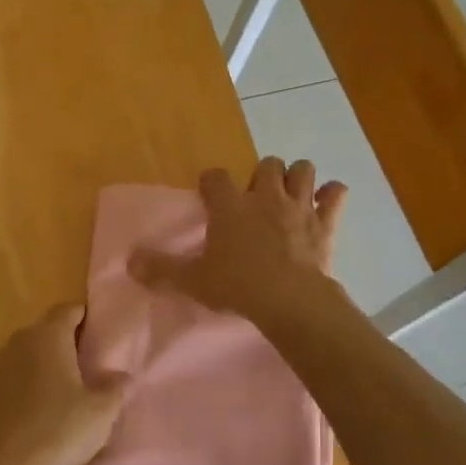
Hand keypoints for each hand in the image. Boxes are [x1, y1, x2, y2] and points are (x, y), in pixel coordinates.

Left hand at [0, 304, 129, 464]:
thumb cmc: (60, 430)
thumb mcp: (102, 411)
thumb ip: (115, 387)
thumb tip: (120, 375)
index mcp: (49, 336)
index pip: (69, 309)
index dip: (85, 316)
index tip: (100, 333)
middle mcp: (20, 342)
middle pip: (46, 329)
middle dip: (65, 339)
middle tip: (87, 361)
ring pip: (27, 353)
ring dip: (44, 363)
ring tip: (64, 387)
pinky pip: (13, 379)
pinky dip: (26, 385)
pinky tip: (38, 411)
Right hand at [131, 158, 346, 325]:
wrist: (289, 300)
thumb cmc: (237, 286)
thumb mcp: (193, 280)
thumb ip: (162, 269)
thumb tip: (129, 262)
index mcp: (230, 206)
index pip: (216, 177)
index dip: (212, 182)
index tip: (210, 193)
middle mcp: (264, 196)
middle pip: (267, 164)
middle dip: (262, 175)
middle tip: (256, 197)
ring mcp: (298, 206)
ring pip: (303, 169)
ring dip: (298, 178)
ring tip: (291, 194)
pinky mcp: (325, 222)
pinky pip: (336, 195)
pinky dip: (333, 196)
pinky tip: (327, 203)